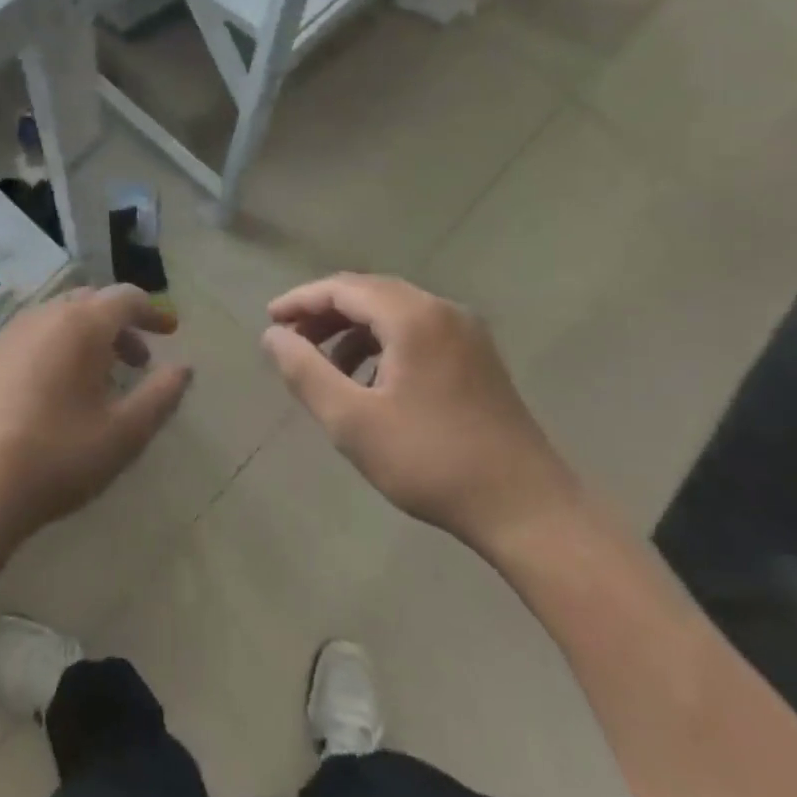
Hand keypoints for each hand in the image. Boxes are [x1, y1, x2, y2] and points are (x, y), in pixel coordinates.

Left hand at [0, 285, 192, 552]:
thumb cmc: (55, 457)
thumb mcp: (123, 434)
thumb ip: (160, 396)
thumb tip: (183, 368)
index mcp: (81, 325)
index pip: (126, 298)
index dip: (153, 310)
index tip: (170, 331)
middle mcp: (41, 318)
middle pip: (88, 302)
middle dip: (118, 324)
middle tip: (136, 360)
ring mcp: (3, 338)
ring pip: (54, 320)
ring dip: (83, 338)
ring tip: (94, 382)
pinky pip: (26, 341)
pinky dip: (51, 351)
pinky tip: (48, 396)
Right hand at [261, 274, 580, 558]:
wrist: (526, 507)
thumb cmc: (431, 462)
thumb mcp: (353, 421)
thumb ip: (306, 372)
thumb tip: (273, 336)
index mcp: (413, 317)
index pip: (344, 288)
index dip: (301, 300)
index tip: (270, 321)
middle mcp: (442, 310)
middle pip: (370, 293)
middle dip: (325, 312)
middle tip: (291, 340)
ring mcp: (466, 332)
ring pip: (395, 312)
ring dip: (353, 329)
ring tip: (325, 365)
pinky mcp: (478, 357)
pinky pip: (418, 330)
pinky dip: (384, 343)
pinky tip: (370, 380)